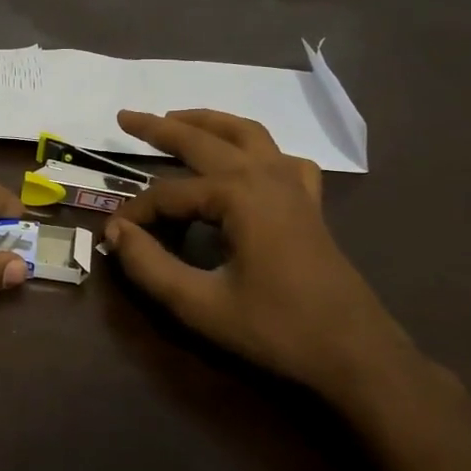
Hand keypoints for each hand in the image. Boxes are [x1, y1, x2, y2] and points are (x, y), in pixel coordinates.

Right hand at [104, 109, 417, 403]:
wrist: (356, 353)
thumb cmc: (277, 329)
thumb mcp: (201, 305)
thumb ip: (150, 265)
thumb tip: (115, 231)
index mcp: (238, 195)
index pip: (168, 194)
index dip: (137, 212)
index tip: (114, 234)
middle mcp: (265, 176)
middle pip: (204, 141)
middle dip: (160, 128)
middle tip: (125, 117)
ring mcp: (293, 185)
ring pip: (247, 134)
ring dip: (208, 122)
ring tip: (176, 118)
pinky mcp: (309, 203)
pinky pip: (282, 158)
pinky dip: (258, 148)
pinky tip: (248, 159)